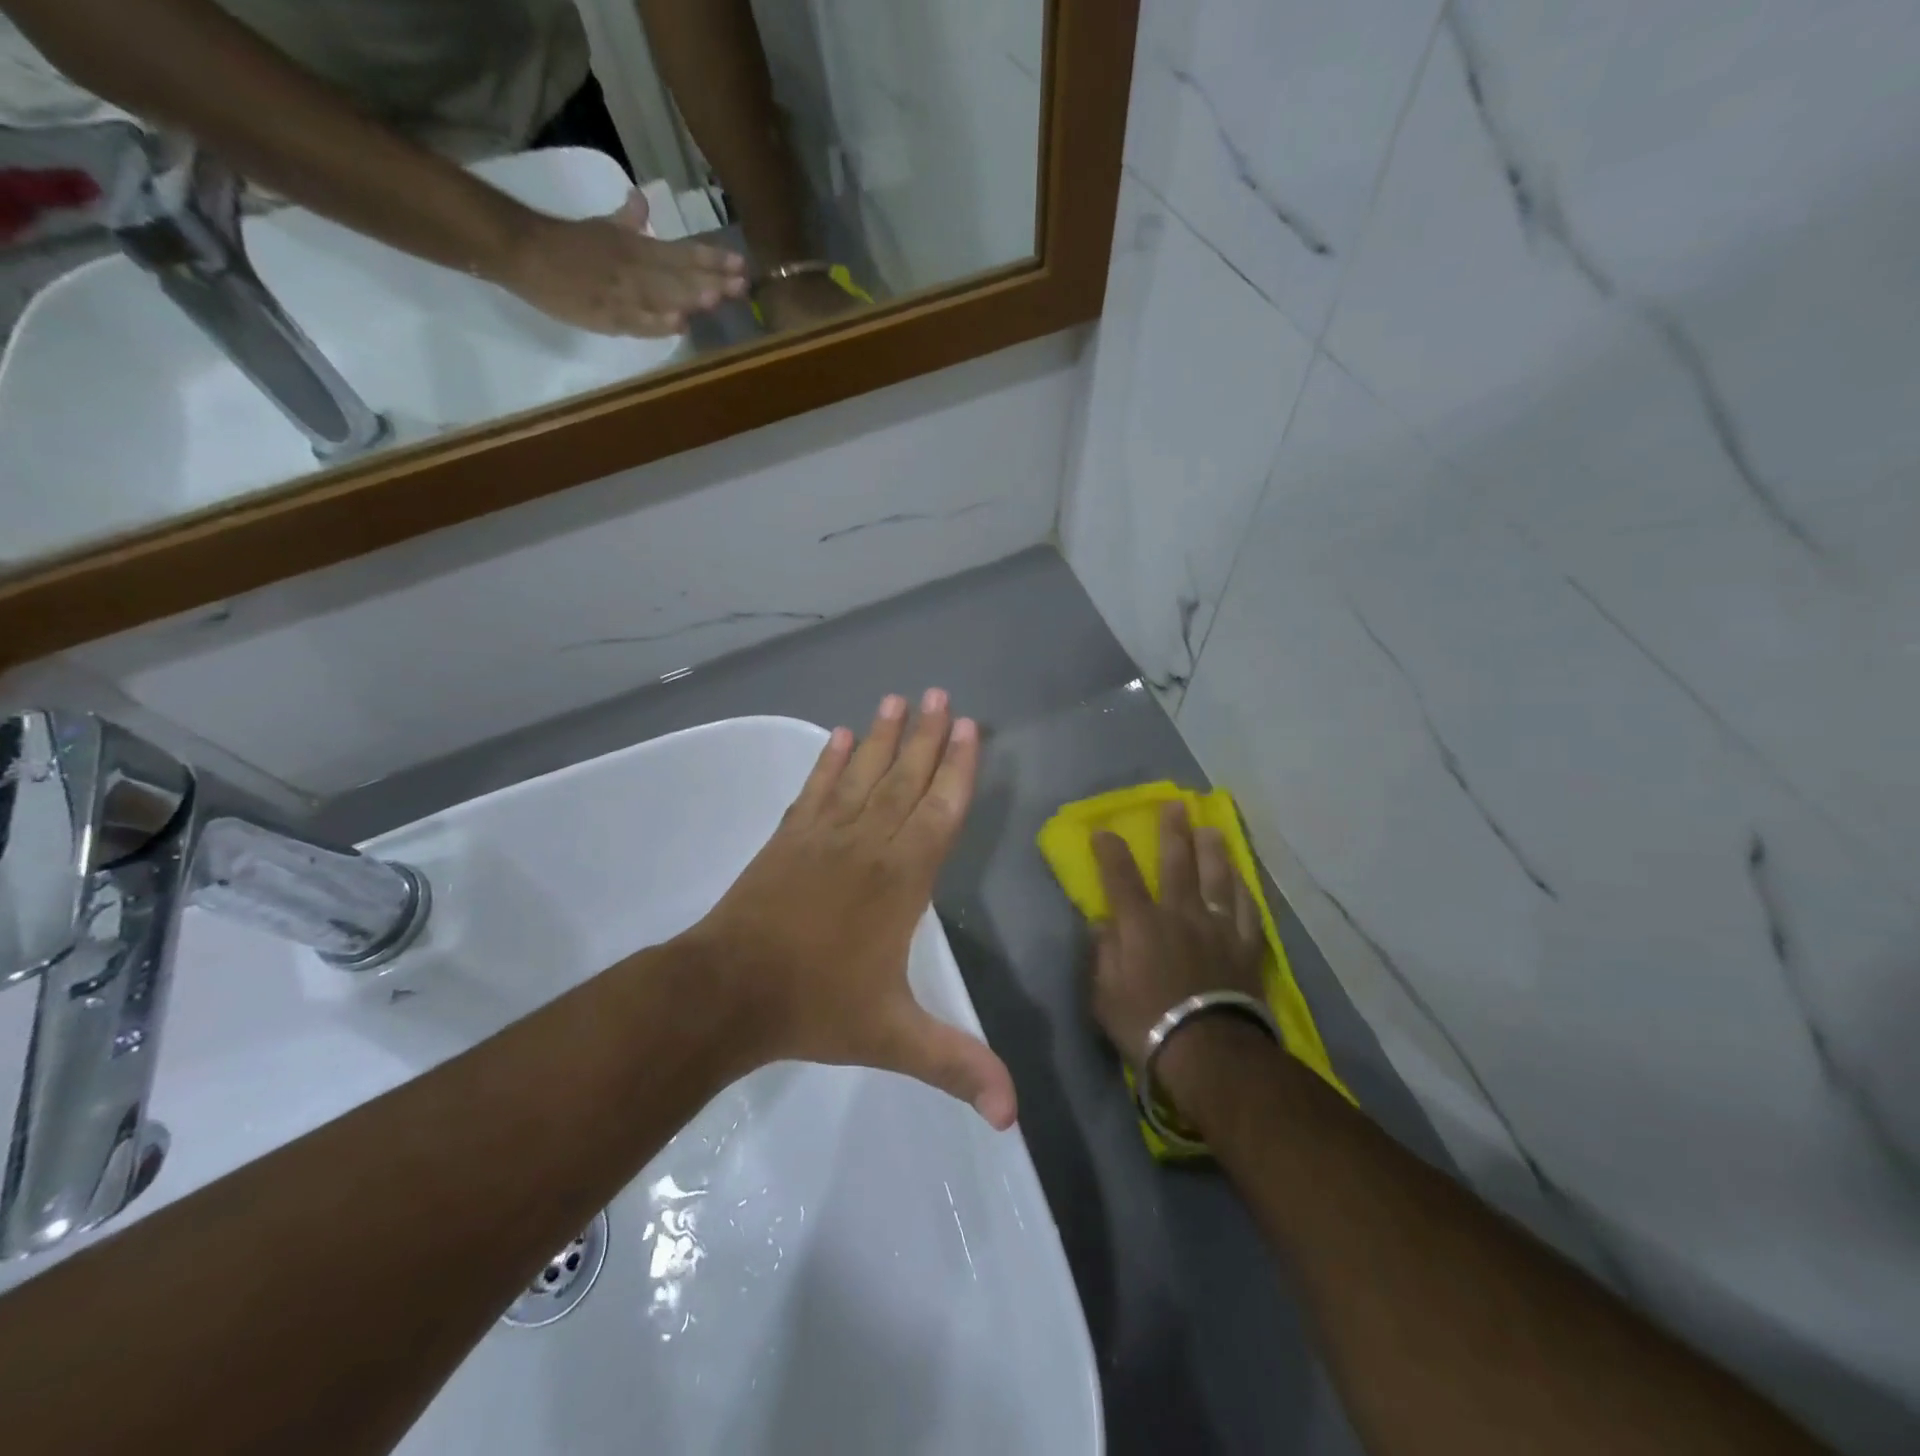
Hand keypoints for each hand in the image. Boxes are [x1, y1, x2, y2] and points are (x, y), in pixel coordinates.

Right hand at [501, 190, 747, 335]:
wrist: (522, 252)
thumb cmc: (567, 242)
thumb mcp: (602, 226)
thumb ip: (627, 220)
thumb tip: (641, 199)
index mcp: (636, 248)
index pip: (682, 253)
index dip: (712, 259)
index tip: (741, 264)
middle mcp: (634, 269)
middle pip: (679, 276)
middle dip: (712, 280)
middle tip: (744, 284)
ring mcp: (622, 294)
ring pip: (661, 296)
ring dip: (689, 296)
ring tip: (717, 297)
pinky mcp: (607, 316)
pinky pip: (637, 321)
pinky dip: (657, 322)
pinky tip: (678, 324)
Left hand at [684, 690, 1017, 1128]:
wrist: (727, 993)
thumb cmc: (816, 1008)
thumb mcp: (894, 1040)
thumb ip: (957, 1066)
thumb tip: (1014, 1119)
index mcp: (901, 880)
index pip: (940, 812)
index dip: (957, 769)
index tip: (968, 727)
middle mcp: (868, 844)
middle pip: (906, 780)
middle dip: (928, 736)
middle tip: (942, 694)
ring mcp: (823, 836)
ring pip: (863, 774)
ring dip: (885, 735)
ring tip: (899, 698)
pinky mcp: (788, 838)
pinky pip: (817, 788)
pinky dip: (831, 759)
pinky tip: (842, 735)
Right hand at [1088, 802, 1267, 1077]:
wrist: (1208, 1053)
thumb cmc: (1145, 1024)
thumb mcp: (1103, 993)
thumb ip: (1102, 953)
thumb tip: (1102, 923)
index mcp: (1140, 923)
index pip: (1120, 876)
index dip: (1110, 850)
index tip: (1104, 831)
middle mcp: (1180, 914)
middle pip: (1177, 863)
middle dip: (1173, 831)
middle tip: (1176, 804)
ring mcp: (1217, 928)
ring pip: (1217, 878)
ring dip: (1214, 851)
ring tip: (1213, 829)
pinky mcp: (1246, 948)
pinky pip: (1247, 911)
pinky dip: (1243, 892)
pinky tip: (1242, 880)